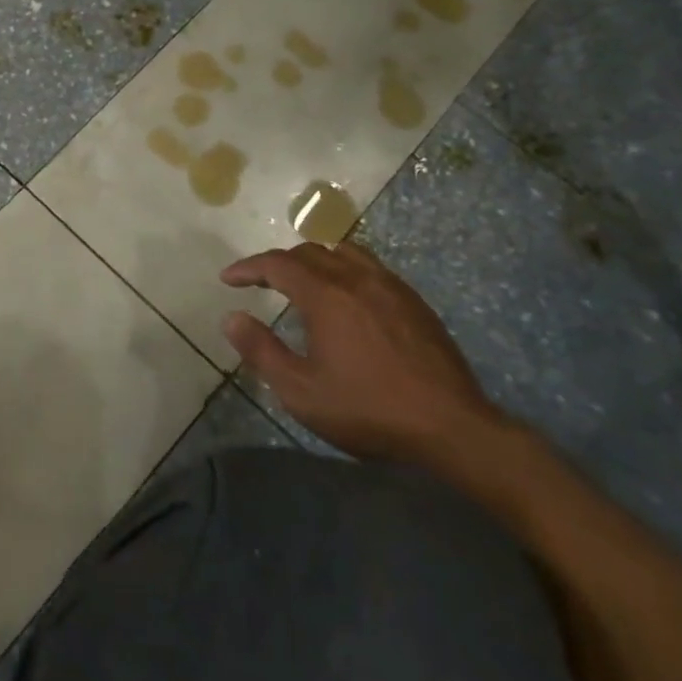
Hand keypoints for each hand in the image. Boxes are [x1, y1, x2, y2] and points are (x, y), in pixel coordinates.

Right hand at [221, 240, 503, 464]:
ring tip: (304, 281)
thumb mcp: (301, 391)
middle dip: (278, 263)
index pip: (276, 264)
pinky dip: (346, 270)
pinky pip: (371, 267)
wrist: (453, 428)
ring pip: (344, 252)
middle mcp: (356, 278)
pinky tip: (348, 298)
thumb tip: (231, 318)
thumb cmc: (369, 410)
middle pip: (309, 252)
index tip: (228, 279)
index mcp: (325, 294)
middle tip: (261, 283)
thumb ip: (261, 351)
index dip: (248, 267)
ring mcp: (390, 287)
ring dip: (315, 260)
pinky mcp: (415, 302)